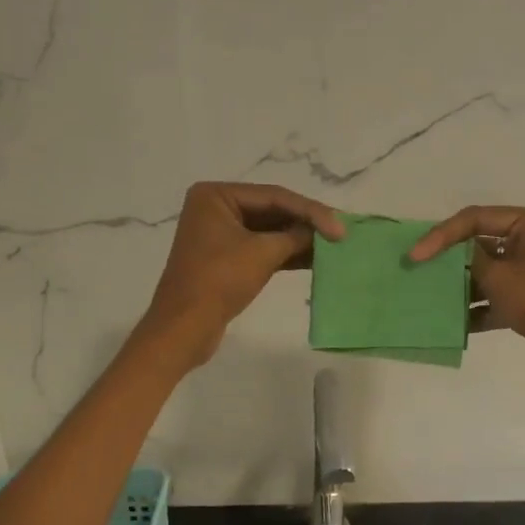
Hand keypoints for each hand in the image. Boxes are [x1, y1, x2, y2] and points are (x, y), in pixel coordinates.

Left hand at [139, 182, 344, 369]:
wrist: (184, 328)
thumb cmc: (219, 281)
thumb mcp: (262, 254)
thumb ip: (295, 236)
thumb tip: (321, 232)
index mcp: (216, 196)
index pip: (274, 196)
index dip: (311, 211)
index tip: (340, 227)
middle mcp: (216, 208)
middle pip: (272, 211)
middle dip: (306, 224)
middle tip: (340, 234)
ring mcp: (220, 234)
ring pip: (269, 231)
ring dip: (300, 240)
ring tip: (333, 247)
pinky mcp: (226, 259)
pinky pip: (262, 249)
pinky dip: (287, 254)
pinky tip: (315, 260)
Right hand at [409, 205, 524, 399]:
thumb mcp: (497, 276)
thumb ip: (467, 259)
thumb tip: (448, 253)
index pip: (475, 218)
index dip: (441, 235)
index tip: (415, 256)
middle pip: (480, 243)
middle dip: (451, 261)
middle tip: (418, 273)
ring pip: (488, 272)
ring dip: (462, 286)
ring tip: (432, 298)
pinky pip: (497, 295)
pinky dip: (478, 307)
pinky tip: (455, 324)